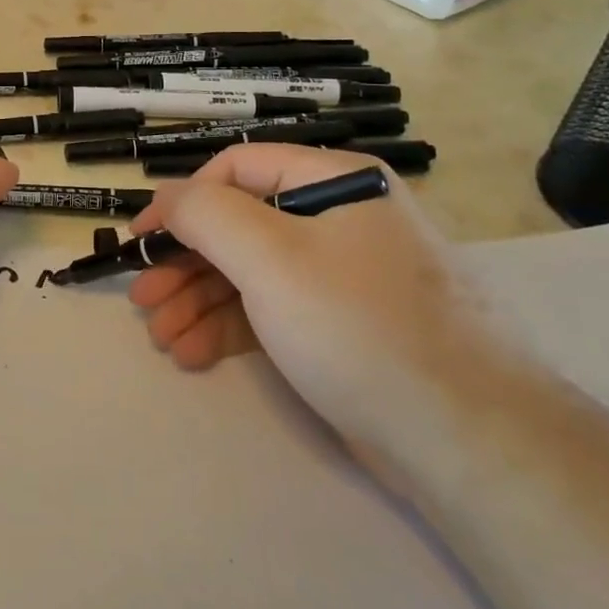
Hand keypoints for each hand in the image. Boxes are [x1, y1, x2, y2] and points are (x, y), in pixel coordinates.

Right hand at [127, 146, 496, 467]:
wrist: (467, 440)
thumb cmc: (357, 325)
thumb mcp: (269, 257)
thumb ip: (206, 214)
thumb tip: (167, 198)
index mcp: (333, 181)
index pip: (237, 169)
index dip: (182, 199)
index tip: (141, 238)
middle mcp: (339, 218)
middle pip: (239, 225)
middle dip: (185, 264)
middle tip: (143, 300)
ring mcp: (342, 275)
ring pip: (251, 273)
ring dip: (199, 301)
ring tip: (162, 337)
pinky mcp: (342, 326)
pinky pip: (273, 310)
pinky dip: (230, 328)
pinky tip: (194, 353)